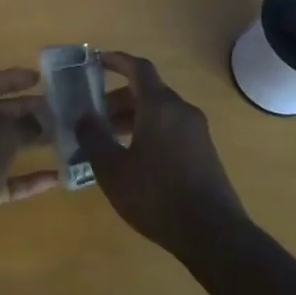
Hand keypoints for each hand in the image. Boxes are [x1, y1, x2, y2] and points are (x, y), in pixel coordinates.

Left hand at [0, 68, 56, 253]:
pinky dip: (24, 177)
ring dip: (26, 142)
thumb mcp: (0, 132)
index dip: (11, 79)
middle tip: (54, 109)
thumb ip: (23, 123)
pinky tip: (55, 178)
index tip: (39, 79)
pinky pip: (1, 178)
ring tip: (59, 137)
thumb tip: (40, 123)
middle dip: (24, 112)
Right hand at [79, 51, 244, 256]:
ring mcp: (196, 130)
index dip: (116, 61)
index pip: (138, 68)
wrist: (212, 233)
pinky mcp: (203, 150)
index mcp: (160, 106)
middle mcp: (181, 110)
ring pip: (159, 111)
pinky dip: (149, 130)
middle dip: (118, 98)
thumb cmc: (156, 196)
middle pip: (147, 91)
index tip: (96, 61)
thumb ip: (94, 137)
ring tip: (108, 138)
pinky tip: (133, 157)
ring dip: (133, 117)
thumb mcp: (113, 170)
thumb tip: (83, 116)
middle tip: (93, 114)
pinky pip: (171, 127)